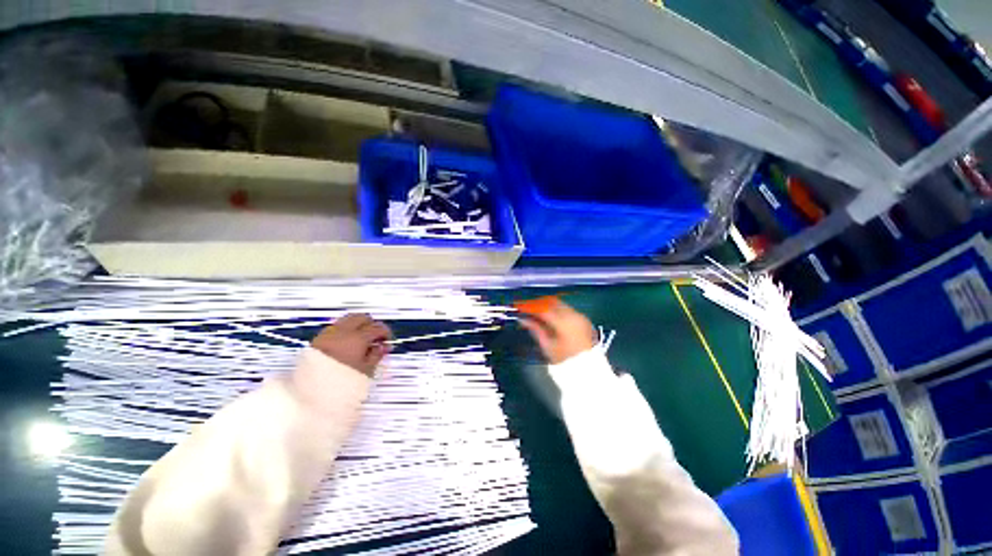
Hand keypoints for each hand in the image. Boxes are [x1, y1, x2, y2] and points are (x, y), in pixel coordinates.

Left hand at [311, 314, 391, 376]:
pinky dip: (344, 331)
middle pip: (363, 318)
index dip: (386, 333)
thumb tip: (382, 347)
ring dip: (357, 326)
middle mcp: (343, 331)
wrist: (309, 395)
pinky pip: (335, 328)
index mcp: (358, 337)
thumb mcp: (366, 371)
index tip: (386, 341)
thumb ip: (376, 355)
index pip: (378, 327)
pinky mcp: (317, 340)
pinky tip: (347, 343)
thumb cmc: (339, 384)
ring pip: (348, 320)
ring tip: (361, 340)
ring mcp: (328, 334)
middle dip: (371, 324)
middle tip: (376, 336)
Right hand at [520, 300, 596, 363]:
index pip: (543, 309)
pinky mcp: (584, 320)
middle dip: (539, 303)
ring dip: (548, 305)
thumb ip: (535, 329)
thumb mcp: (547, 346)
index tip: (520, 307)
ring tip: (537, 311)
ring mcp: (580, 316)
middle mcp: (573, 315)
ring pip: (561, 304)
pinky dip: (557, 310)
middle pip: (552, 302)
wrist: (588, 371)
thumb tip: (523, 319)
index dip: (530, 306)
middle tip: (527, 307)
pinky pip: (568, 309)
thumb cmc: (565, 361)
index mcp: (563, 323)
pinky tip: (550, 316)